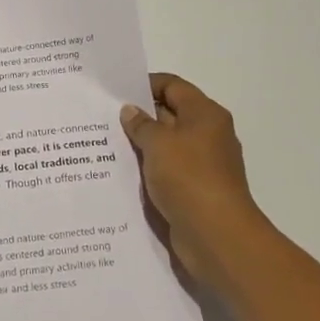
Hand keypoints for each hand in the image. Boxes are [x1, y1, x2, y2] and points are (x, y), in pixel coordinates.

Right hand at [121, 73, 270, 287]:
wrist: (217, 236)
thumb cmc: (189, 178)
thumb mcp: (158, 144)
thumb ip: (141, 124)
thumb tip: (130, 111)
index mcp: (205, 114)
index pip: (173, 86)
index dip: (145, 84)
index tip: (115, 91)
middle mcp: (207, 134)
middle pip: (169, 114)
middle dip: (139, 116)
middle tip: (102, 117)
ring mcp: (202, 164)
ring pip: (166, 145)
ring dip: (140, 145)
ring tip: (104, 143)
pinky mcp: (194, 189)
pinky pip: (166, 170)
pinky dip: (148, 168)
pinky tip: (121, 171)